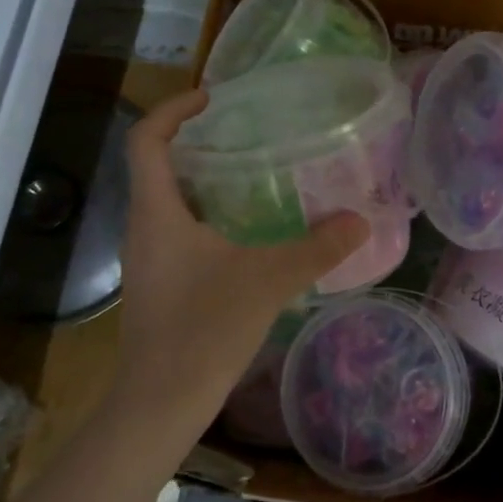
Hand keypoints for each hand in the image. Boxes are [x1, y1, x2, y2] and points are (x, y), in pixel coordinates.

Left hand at [110, 90, 368, 440]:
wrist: (161, 402)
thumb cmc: (204, 330)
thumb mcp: (267, 281)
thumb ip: (315, 249)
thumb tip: (359, 220)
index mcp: (157, 213)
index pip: (146, 140)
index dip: (173, 110)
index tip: (211, 99)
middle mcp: (143, 229)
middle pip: (158, 168)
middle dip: (196, 145)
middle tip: (246, 136)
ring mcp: (147, 260)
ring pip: (169, 204)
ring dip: (204, 185)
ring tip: (253, 178)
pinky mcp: (158, 286)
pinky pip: (178, 234)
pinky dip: (207, 220)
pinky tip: (247, 237)